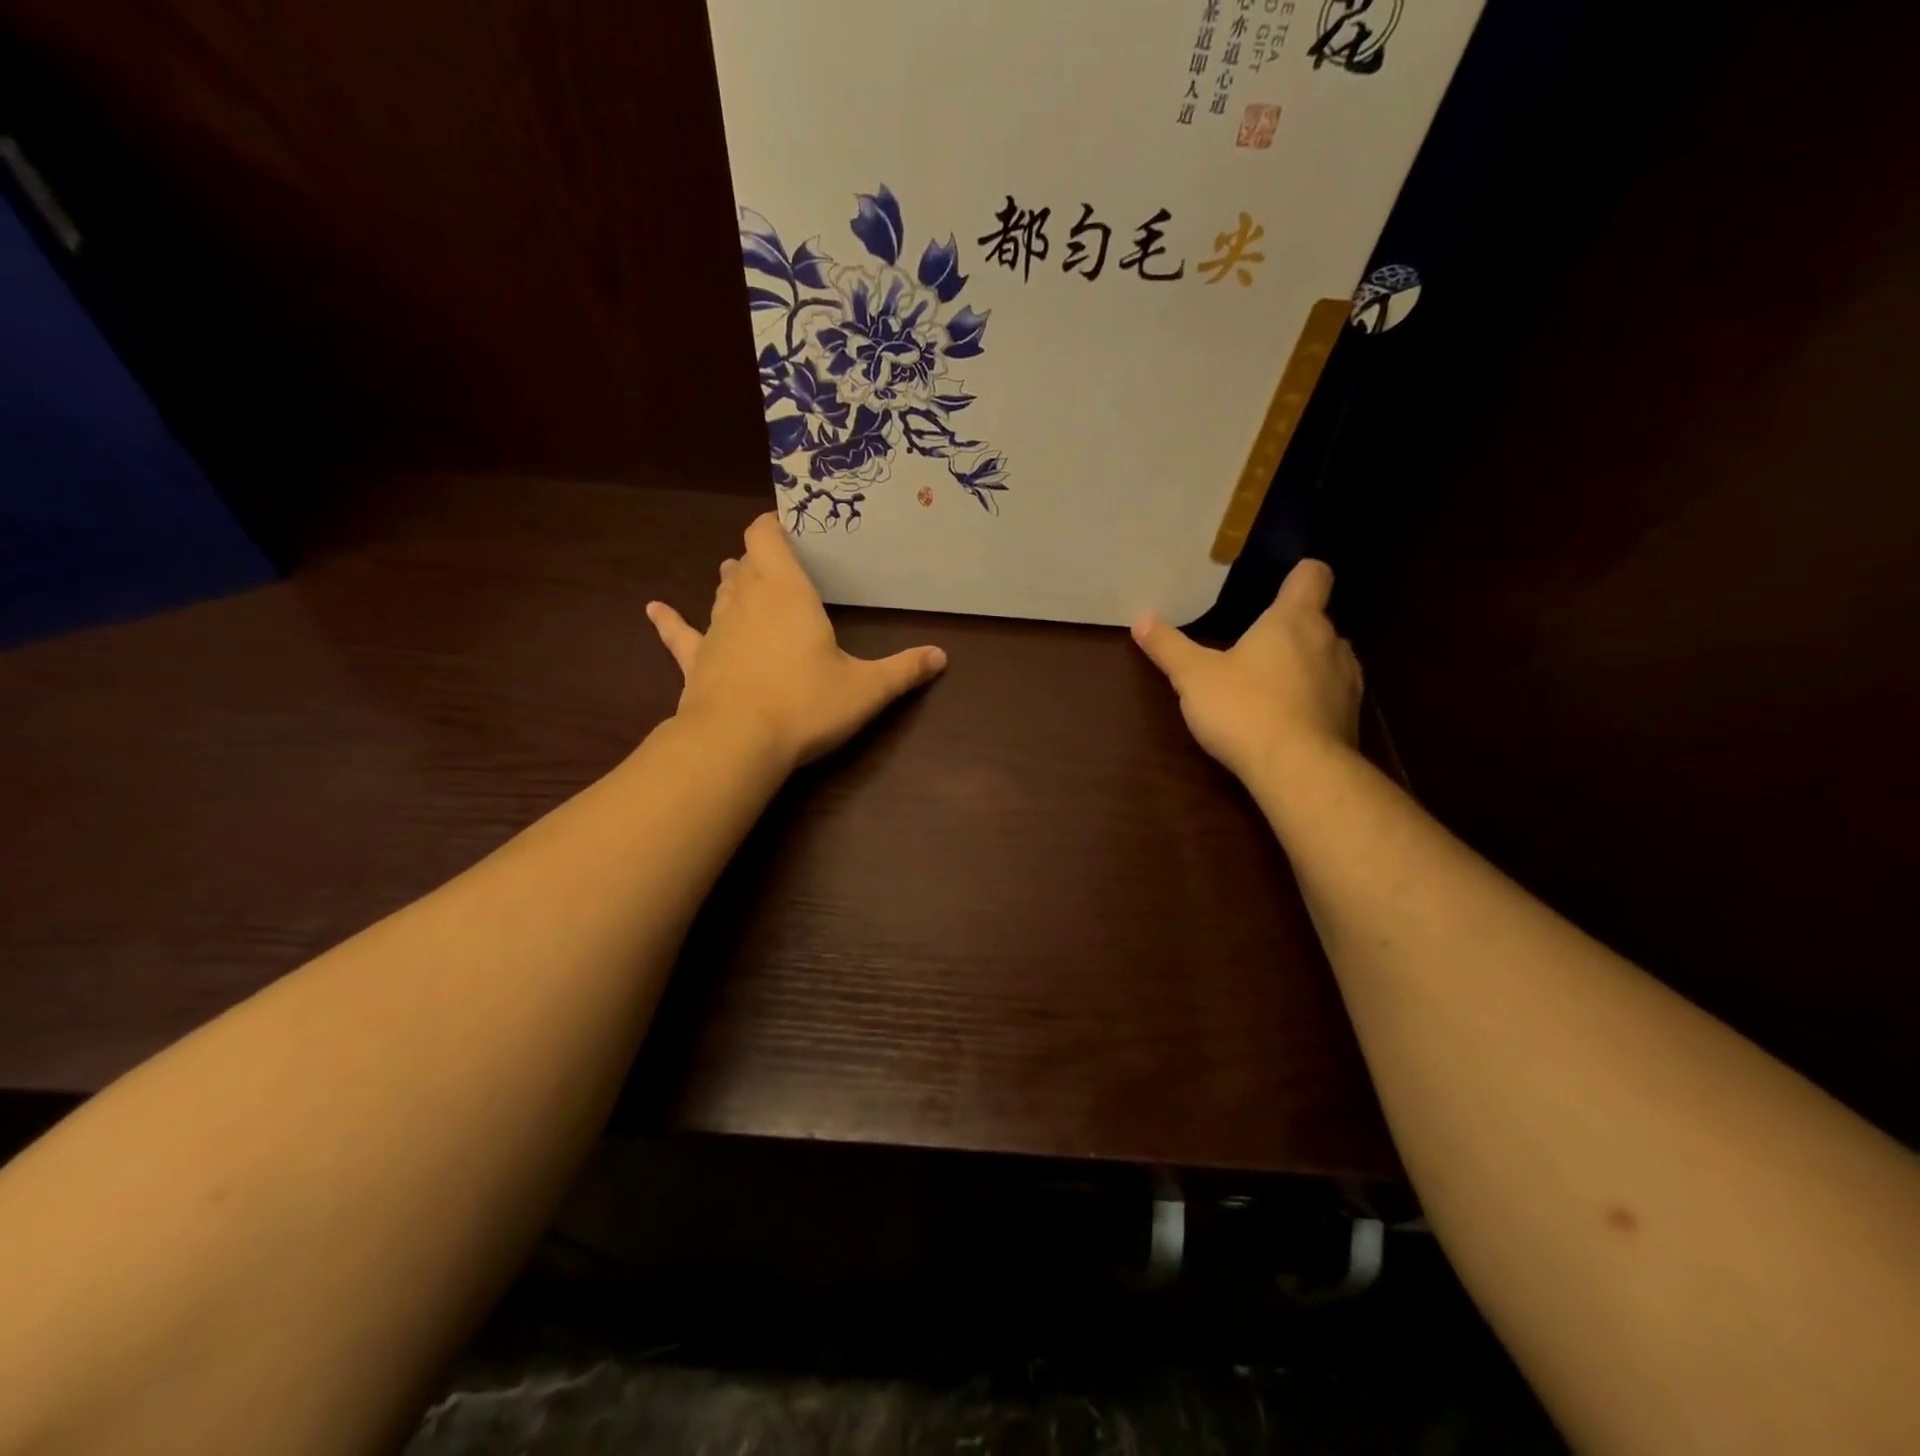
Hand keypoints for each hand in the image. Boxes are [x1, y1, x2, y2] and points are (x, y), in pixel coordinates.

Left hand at [646, 514, 947, 771]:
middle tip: (783, 564)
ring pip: (721, 591)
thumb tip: (942, 657)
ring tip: (744, 579)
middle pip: (745, 560)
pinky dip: (669, 620)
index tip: (791, 525)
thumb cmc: (805, 705)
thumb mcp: (866, 689)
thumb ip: (904, 670)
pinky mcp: (695, 660)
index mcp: (786, 592)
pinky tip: (654, 609)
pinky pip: (679, 633)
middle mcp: (746, 599)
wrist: (736, 744)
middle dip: (761, 557)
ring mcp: (716, 628)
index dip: (774, 525)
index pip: (767, 536)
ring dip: (733, 583)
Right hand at [1132, 559, 1361, 786]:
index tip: (1277, 584)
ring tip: (1268, 686)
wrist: (1299, 771)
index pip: (1313, 574)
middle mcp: (1332, 641)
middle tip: (1253, 647)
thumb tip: (1141, 620)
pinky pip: (1331, 696)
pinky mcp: (1351, 718)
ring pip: (1327, 659)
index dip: (1297, 574)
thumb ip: (1169, 647)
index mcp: (1295, 619)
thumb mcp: (1194, 677)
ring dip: (1303, 666)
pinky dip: (1312, 700)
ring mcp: (1348, 681)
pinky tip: (1284, 721)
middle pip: (1316, 620)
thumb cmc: (1245, 709)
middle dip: (1289, 630)